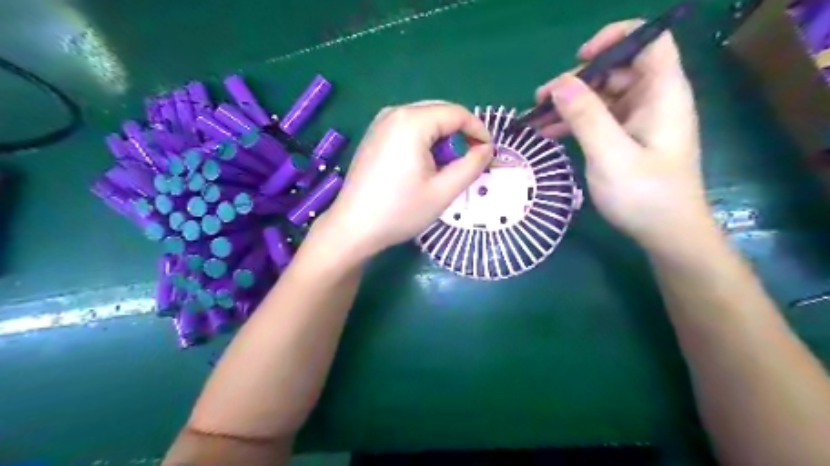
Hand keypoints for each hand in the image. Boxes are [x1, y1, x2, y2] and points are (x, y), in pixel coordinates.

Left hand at [318, 101, 490, 258]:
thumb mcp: (443, 191)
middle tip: (470, 161)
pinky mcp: (373, 135)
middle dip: (460, 133)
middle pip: (440, 112)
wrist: (353, 227)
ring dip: (442, 138)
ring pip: (424, 119)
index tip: (489, 153)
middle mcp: (395, 112)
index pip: (457, 113)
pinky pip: (408, 128)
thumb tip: (487, 149)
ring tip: (445, 168)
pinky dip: (423, 141)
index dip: (479, 130)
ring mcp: (380, 122)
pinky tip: (422, 165)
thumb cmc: (400, 211)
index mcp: (412, 121)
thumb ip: (472, 165)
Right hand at [535, 21, 709, 249]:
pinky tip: (548, 133)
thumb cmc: (644, 195)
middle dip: (577, 80)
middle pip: (616, 71)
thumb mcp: (611, 155)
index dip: (615, 38)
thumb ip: (586, 117)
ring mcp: (639, 121)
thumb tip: (559, 84)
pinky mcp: (627, 140)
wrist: (666, 234)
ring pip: (602, 97)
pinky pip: (598, 120)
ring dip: (569, 104)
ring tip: (535, 117)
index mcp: (662, 94)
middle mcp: (653, 101)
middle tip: (541, 99)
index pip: (648, 42)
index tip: (579, 58)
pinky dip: (574, 123)